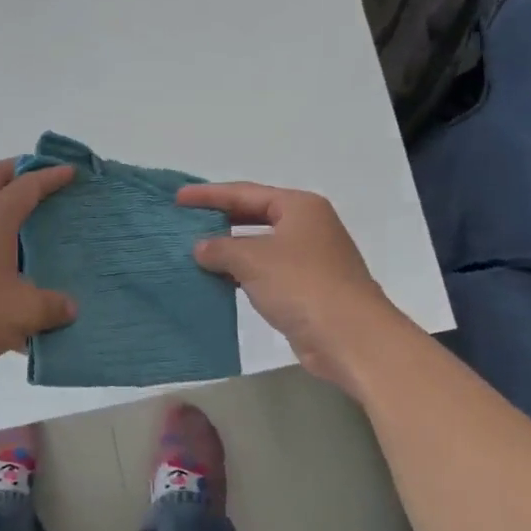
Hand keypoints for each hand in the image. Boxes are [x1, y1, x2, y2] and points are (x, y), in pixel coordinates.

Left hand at [0, 160, 77, 383]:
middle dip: (19, 173)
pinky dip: (0, 255)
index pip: (26, 186)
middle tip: (45, 182)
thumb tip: (69, 308)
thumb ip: (51, 306)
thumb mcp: (23, 311)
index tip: (71, 172)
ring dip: (8, 215)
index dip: (50, 176)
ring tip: (39, 235)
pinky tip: (20, 291)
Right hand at [178, 182, 401, 388]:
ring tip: (193, 252)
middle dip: (220, 220)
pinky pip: (266, 272)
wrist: (352, 338)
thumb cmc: (303, 285)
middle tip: (184, 221)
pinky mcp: (308, 289)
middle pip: (254, 215)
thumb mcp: (253, 260)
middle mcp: (307, 226)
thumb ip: (220, 248)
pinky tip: (218, 280)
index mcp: (299, 207)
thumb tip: (201, 248)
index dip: (209, 194)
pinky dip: (242, 274)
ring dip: (229, 250)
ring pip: (260, 246)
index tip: (178, 197)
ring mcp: (310, 259)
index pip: (245, 192)